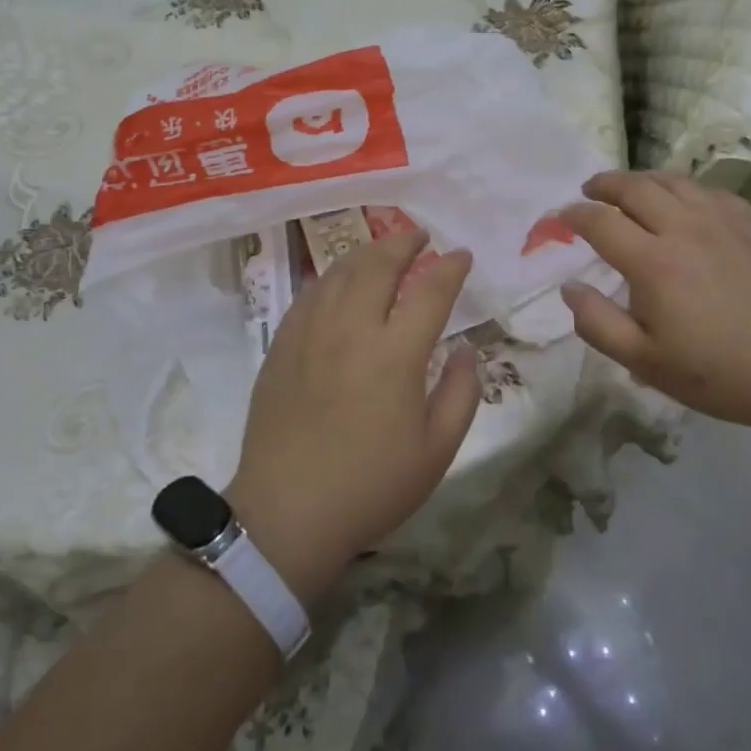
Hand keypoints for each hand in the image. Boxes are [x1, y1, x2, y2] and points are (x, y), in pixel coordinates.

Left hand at [228, 231, 479, 603]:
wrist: (287, 514)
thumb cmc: (371, 487)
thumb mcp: (437, 451)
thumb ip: (461, 393)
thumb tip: (468, 349)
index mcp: (396, 354)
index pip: (430, 291)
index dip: (450, 267)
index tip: (461, 254)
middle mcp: (352, 330)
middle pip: (378, 266)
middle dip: (403, 243)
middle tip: (419, 235)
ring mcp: (311, 334)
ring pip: (339, 273)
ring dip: (366, 253)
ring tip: (383, 249)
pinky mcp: (282, 345)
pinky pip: (309, 295)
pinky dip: (331, 277)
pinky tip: (338, 281)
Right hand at [559, 170, 750, 437]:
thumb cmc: (723, 373)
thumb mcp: (647, 362)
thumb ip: (598, 323)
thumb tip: (569, 287)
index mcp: (653, 261)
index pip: (600, 221)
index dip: (574, 215)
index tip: (561, 217)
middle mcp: (684, 227)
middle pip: (634, 187)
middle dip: (604, 184)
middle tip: (590, 189)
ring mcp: (724, 220)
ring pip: (673, 181)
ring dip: (642, 179)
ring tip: (630, 188)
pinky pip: (709, 191)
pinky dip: (683, 189)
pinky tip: (685, 202)